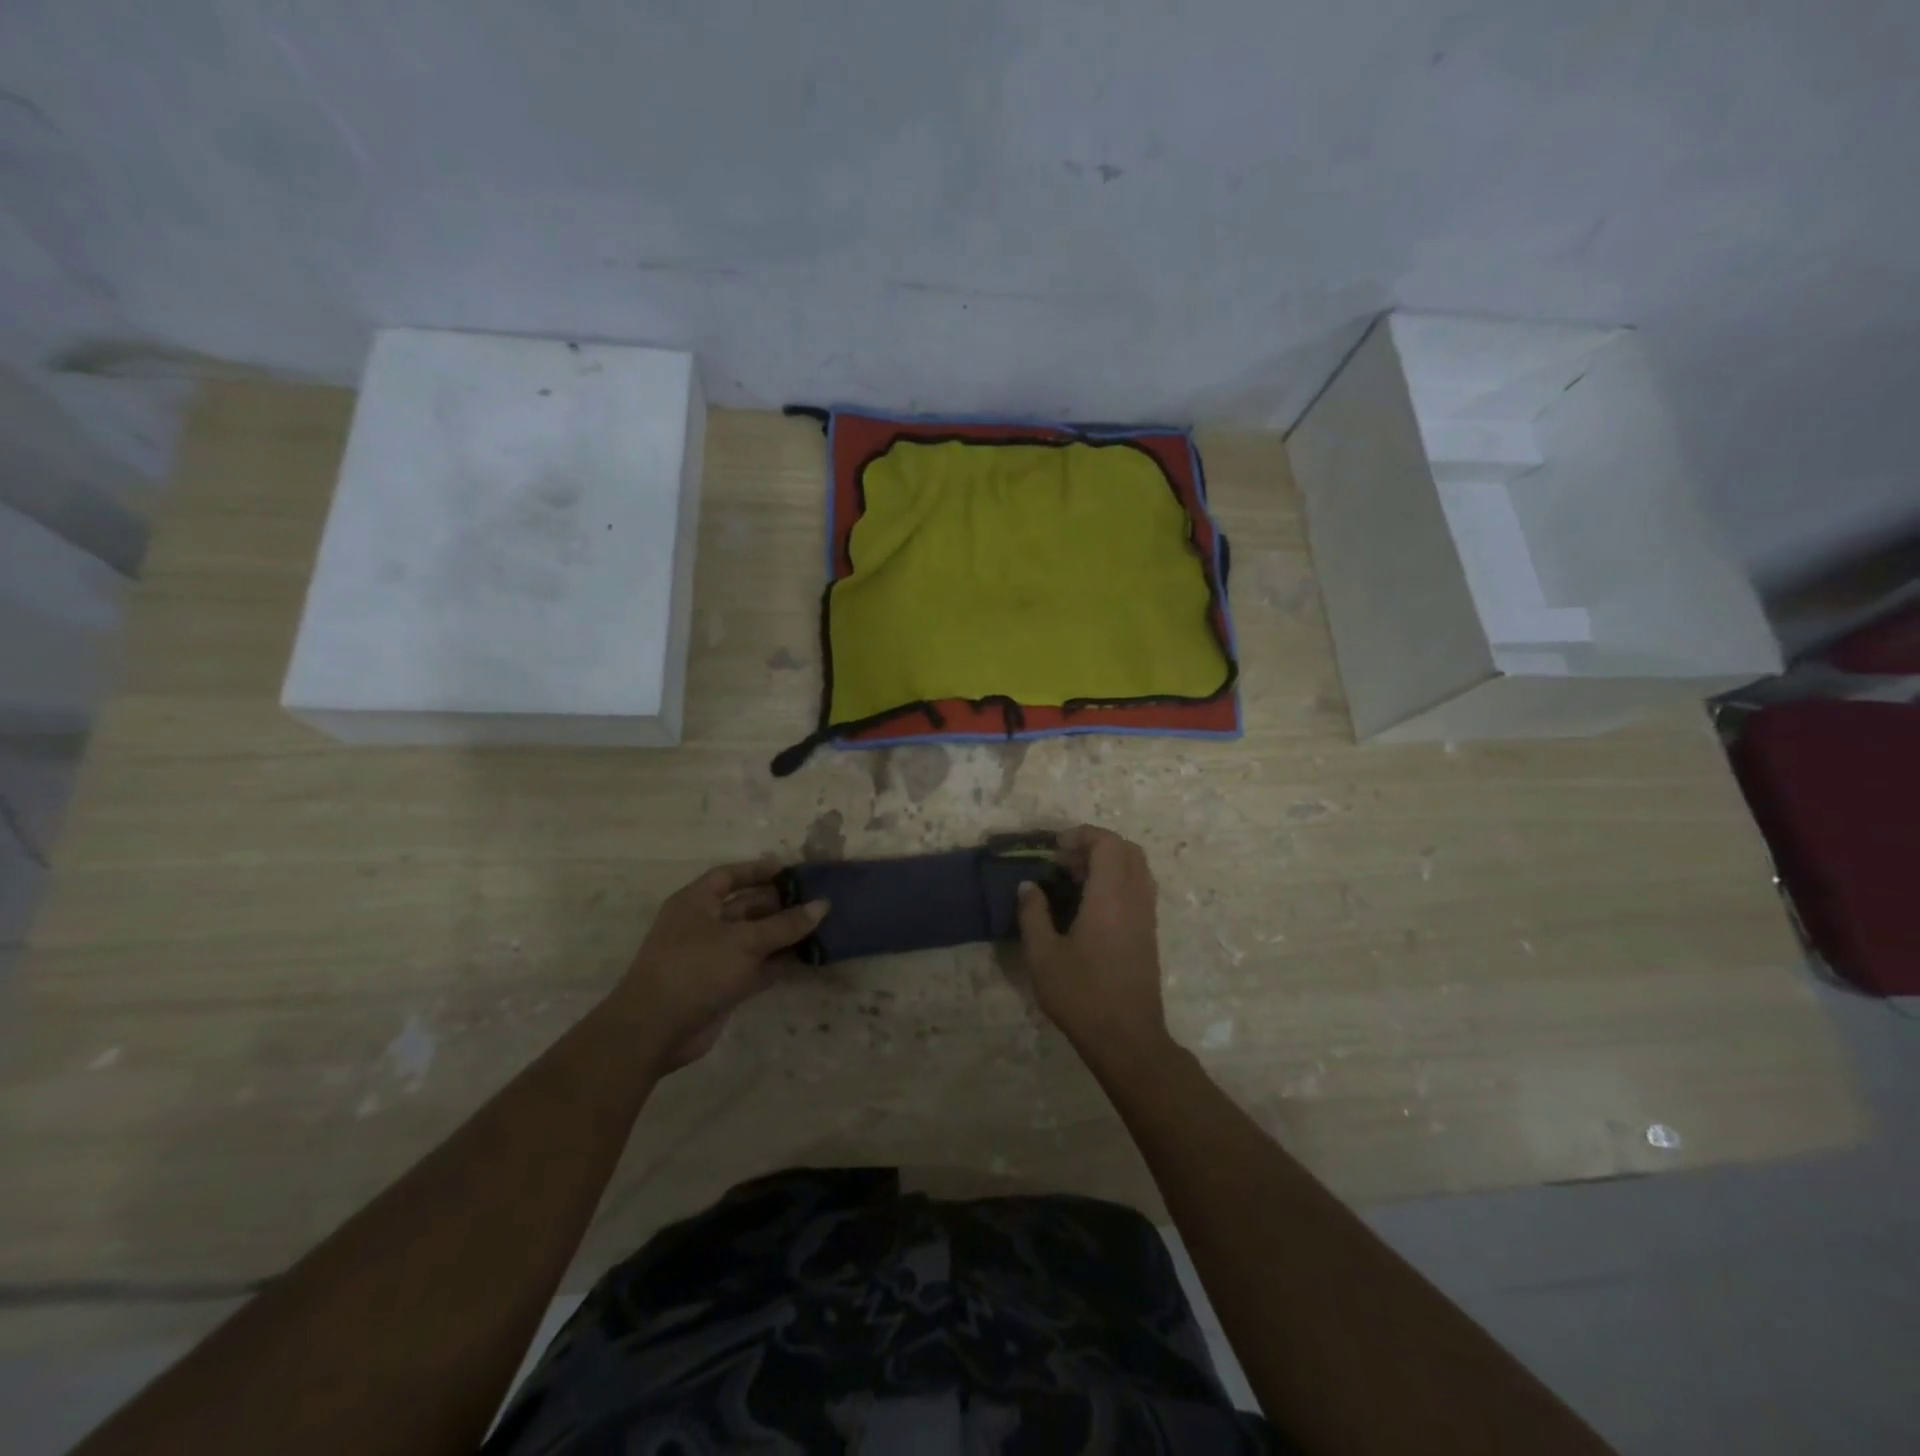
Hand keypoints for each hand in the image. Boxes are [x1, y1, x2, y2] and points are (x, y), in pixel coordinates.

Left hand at [613, 859, 827, 1070]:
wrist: (656, 1029)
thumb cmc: (696, 968)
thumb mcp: (744, 940)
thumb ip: (785, 924)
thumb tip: (823, 905)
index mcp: (696, 902)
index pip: (729, 876)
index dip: (758, 871)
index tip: (791, 872)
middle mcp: (703, 925)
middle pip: (745, 907)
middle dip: (779, 904)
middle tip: (817, 901)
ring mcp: (712, 957)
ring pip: (754, 939)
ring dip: (783, 935)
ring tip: (821, 927)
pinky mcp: (722, 986)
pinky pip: (756, 967)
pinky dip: (779, 962)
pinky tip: (808, 958)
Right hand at [1017, 826, 1173, 1070]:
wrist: (1127, 1038)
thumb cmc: (1081, 995)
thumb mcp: (1042, 956)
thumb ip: (1033, 914)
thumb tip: (1028, 886)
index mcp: (1110, 897)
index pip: (1108, 844)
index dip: (1083, 835)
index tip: (1056, 847)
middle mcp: (1135, 899)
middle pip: (1127, 849)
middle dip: (1096, 845)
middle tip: (1065, 861)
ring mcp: (1146, 916)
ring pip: (1137, 868)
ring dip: (1109, 862)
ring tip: (1075, 880)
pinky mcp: (1149, 932)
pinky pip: (1139, 888)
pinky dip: (1118, 880)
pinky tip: (1091, 904)